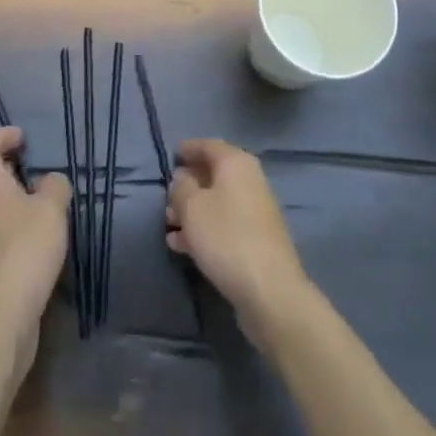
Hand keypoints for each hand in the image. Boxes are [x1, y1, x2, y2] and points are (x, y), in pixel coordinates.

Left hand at [0, 127, 70, 373]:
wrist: (1, 315)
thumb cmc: (25, 250)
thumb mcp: (52, 210)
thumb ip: (55, 188)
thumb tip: (51, 181)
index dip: (0, 137)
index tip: (21, 137)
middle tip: (14, 171)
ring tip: (25, 204)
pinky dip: (1, 228)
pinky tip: (26, 237)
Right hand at [167, 138, 311, 346]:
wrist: (269, 290)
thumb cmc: (225, 237)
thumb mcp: (191, 207)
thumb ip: (181, 187)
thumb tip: (183, 177)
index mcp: (236, 163)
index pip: (208, 145)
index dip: (188, 149)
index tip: (170, 156)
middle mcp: (250, 180)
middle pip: (213, 174)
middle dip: (188, 184)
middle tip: (166, 197)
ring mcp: (256, 211)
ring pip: (217, 202)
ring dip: (192, 210)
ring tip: (168, 224)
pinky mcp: (256, 239)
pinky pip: (224, 224)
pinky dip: (204, 228)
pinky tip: (182, 246)